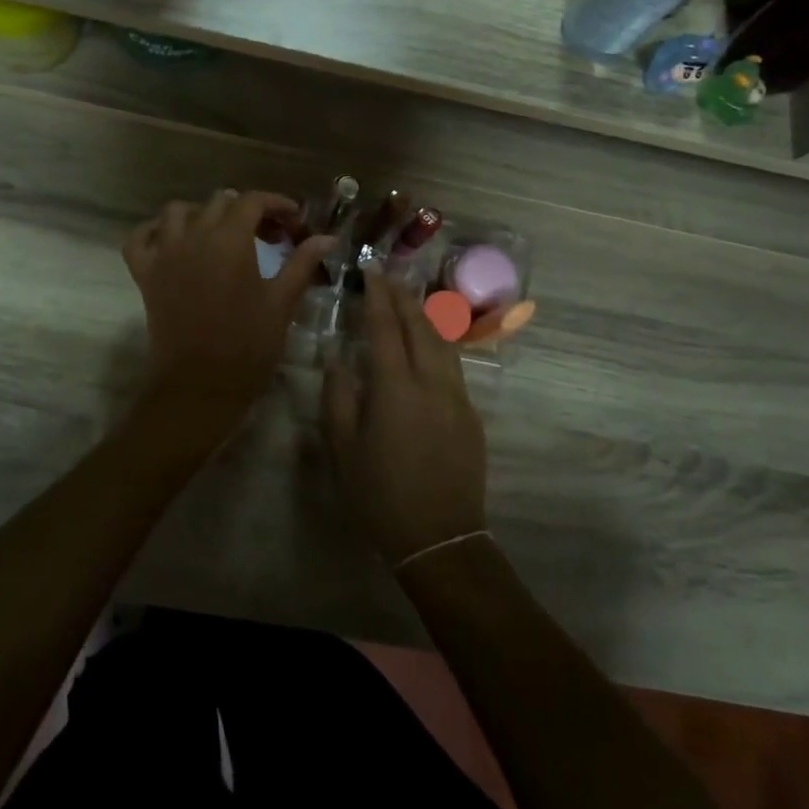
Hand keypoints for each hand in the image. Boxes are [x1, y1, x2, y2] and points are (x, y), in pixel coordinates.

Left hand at [123, 191, 334, 407]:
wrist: (200, 386)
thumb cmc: (248, 344)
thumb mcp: (281, 302)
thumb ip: (302, 263)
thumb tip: (328, 238)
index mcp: (230, 239)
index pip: (253, 201)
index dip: (277, 204)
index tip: (295, 221)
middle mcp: (194, 236)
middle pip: (219, 203)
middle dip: (247, 210)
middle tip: (268, 234)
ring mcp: (164, 254)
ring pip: (177, 212)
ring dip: (201, 214)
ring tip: (220, 232)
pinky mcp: (145, 274)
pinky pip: (139, 238)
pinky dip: (153, 231)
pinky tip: (172, 240)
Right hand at [321, 269, 487, 564]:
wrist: (440, 537)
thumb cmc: (380, 494)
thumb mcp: (343, 448)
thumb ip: (337, 397)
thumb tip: (337, 359)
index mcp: (395, 387)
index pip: (386, 327)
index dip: (377, 296)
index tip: (370, 271)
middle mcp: (431, 381)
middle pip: (420, 324)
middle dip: (403, 296)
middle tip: (388, 277)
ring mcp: (457, 395)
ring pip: (443, 341)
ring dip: (424, 314)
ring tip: (410, 300)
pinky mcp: (471, 413)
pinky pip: (453, 364)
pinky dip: (438, 342)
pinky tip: (428, 344)